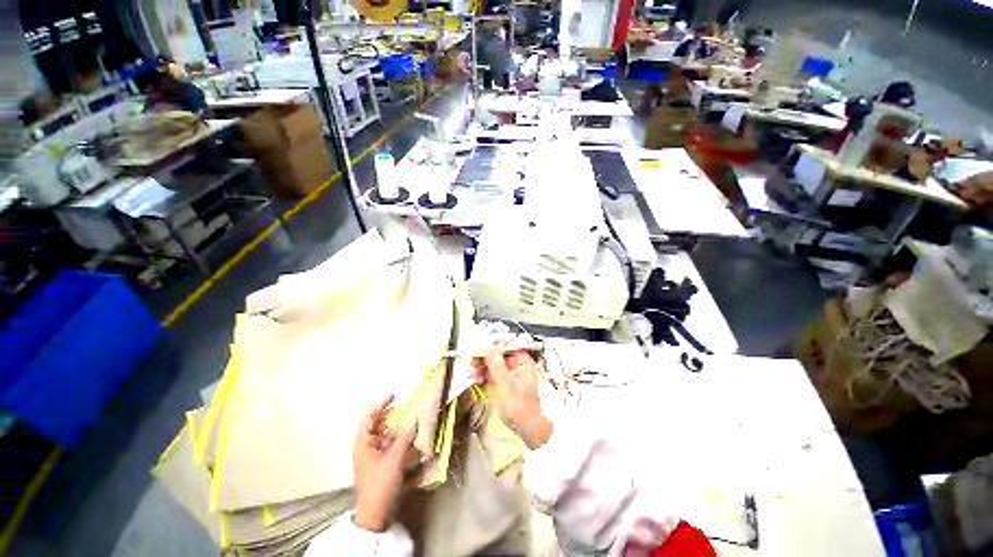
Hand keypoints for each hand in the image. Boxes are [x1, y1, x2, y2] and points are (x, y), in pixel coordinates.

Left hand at [352, 396, 416, 532]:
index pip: (368, 416)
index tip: (395, 395)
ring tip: (413, 426)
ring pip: (385, 435)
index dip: (380, 404)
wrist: (375, 514)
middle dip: (393, 417)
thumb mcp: (395, 458)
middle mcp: (365, 446)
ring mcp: (372, 456)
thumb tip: (416, 417)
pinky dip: (399, 441)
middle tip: (409, 410)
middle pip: (378, 425)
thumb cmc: (380, 483)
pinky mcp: (379, 464)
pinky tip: (411, 442)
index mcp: (363, 442)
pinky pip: (389, 446)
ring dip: (398, 430)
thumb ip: (405, 435)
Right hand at [480, 349, 552, 449]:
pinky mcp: (509, 384)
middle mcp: (520, 366)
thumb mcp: (505, 384)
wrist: (528, 429)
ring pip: (497, 365)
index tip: (481, 346)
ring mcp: (514, 375)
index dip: (494, 345)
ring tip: (472, 368)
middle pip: (501, 355)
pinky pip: (497, 374)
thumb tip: (488, 348)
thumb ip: (496, 365)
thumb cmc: (519, 406)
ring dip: (485, 366)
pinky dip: (488, 375)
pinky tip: (478, 377)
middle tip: (473, 359)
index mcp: (524, 362)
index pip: (508, 346)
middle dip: (487, 357)